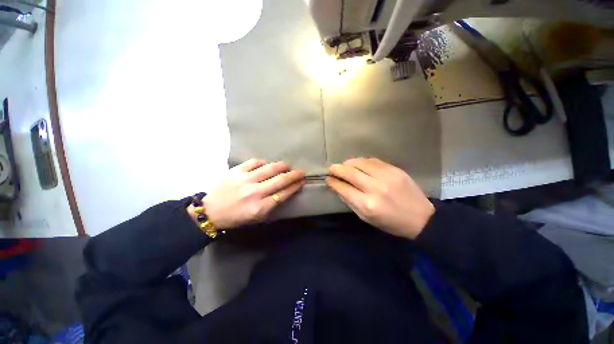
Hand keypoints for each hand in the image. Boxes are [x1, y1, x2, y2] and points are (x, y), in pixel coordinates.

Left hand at [194, 159, 304, 229]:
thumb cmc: (237, 217)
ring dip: (282, 166)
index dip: (295, 186)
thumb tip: (286, 190)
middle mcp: (254, 193)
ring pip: (270, 168)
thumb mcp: (257, 217)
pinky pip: (255, 162)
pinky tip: (267, 164)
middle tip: (301, 172)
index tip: (302, 181)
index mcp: (260, 207)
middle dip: (294, 175)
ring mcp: (245, 180)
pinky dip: (264, 162)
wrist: (210, 211)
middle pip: (280, 180)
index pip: (284, 193)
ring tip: (287, 166)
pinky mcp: (236, 171)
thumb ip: (272, 205)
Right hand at [326, 158, 433, 238]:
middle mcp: (375, 188)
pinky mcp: (394, 169)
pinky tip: (357, 164)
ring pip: (360, 163)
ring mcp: (386, 176)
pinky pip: (372, 160)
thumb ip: (350, 202)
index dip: (333, 182)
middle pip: (350, 172)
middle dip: (337, 169)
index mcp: (367, 204)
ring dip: (348, 163)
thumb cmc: (391, 222)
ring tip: (343, 165)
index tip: (328, 179)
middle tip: (331, 168)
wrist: (421, 218)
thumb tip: (338, 187)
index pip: (344, 188)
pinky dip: (361, 161)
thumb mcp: (366, 218)